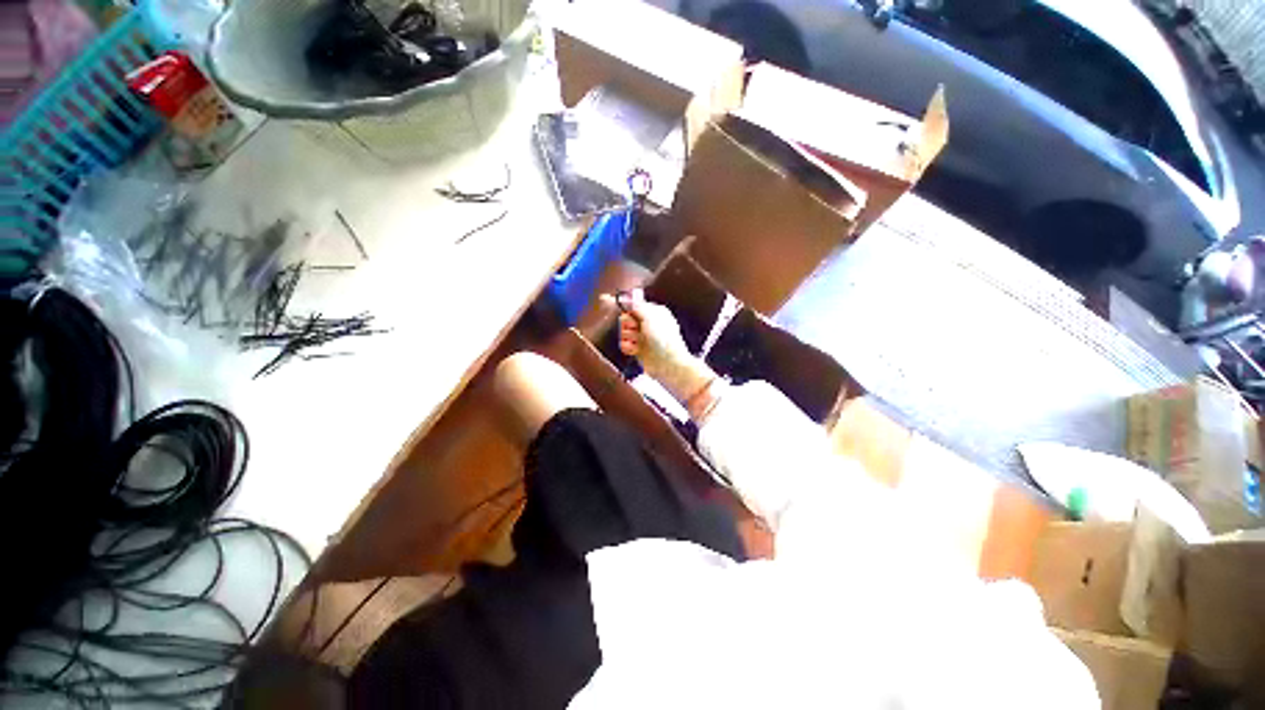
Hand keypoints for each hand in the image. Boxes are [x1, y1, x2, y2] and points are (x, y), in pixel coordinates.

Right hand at [606, 290, 717, 413]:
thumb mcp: (651, 317)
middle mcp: (647, 323)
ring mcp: (641, 337)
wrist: (668, 364)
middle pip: (625, 318)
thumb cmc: (663, 338)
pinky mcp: (637, 349)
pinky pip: (623, 344)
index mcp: (653, 312)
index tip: (608, 301)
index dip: (625, 306)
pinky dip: (628, 347)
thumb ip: (636, 306)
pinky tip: (635, 350)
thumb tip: (624, 298)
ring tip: (639, 343)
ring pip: (623, 332)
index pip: (633, 305)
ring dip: (629, 337)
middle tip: (637, 330)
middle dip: (628, 324)